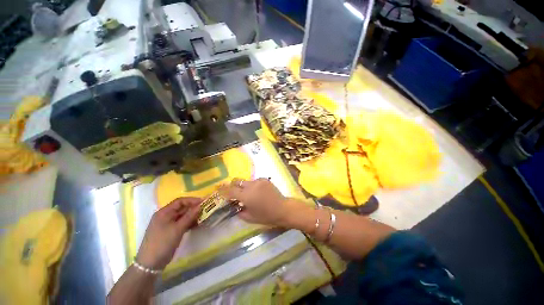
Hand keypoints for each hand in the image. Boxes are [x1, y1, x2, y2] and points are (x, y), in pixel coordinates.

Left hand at [136, 197, 200, 269]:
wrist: (150, 264)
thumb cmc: (163, 243)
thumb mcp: (178, 229)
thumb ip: (189, 216)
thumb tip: (200, 206)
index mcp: (164, 212)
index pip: (180, 201)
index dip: (192, 200)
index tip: (203, 202)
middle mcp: (165, 216)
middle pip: (181, 208)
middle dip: (193, 208)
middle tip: (205, 209)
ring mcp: (167, 224)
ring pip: (182, 216)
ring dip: (192, 216)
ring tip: (203, 217)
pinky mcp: (170, 232)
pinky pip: (181, 223)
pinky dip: (189, 223)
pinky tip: (197, 225)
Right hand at [220, 178, 305, 226]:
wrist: (283, 208)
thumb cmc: (266, 216)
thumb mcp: (250, 217)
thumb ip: (239, 211)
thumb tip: (234, 206)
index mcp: (246, 196)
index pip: (230, 190)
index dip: (223, 189)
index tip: (217, 188)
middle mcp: (251, 186)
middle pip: (237, 181)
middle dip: (232, 185)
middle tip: (233, 192)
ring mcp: (259, 181)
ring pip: (246, 181)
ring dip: (244, 186)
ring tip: (248, 194)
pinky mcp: (265, 179)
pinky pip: (254, 181)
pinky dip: (252, 186)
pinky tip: (257, 192)